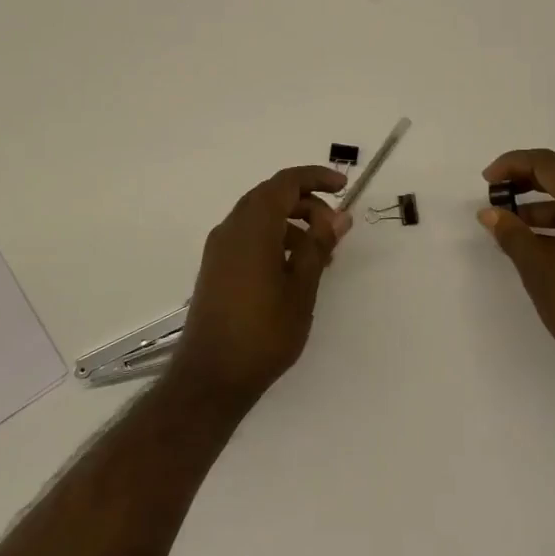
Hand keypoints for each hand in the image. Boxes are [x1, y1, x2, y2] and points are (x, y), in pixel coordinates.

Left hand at [172, 165, 352, 403]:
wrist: (210, 377)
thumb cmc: (263, 332)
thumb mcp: (302, 288)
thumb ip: (319, 246)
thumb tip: (338, 216)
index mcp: (253, 226)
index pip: (285, 182)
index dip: (316, 177)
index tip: (343, 187)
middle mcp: (231, 228)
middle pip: (271, 196)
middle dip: (306, 203)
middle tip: (335, 228)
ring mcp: (219, 248)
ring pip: (260, 217)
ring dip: (292, 224)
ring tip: (321, 256)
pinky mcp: (216, 268)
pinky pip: (248, 237)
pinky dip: (274, 239)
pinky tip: (293, 271)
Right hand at [477, 148, 554, 379]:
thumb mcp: (538, 267)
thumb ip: (512, 234)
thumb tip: (490, 213)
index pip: (548, 164)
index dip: (513, 165)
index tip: (488, 182)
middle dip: (525, 181)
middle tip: (496, 196)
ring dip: (539, 205)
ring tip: (509, 225)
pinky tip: (534, 245)